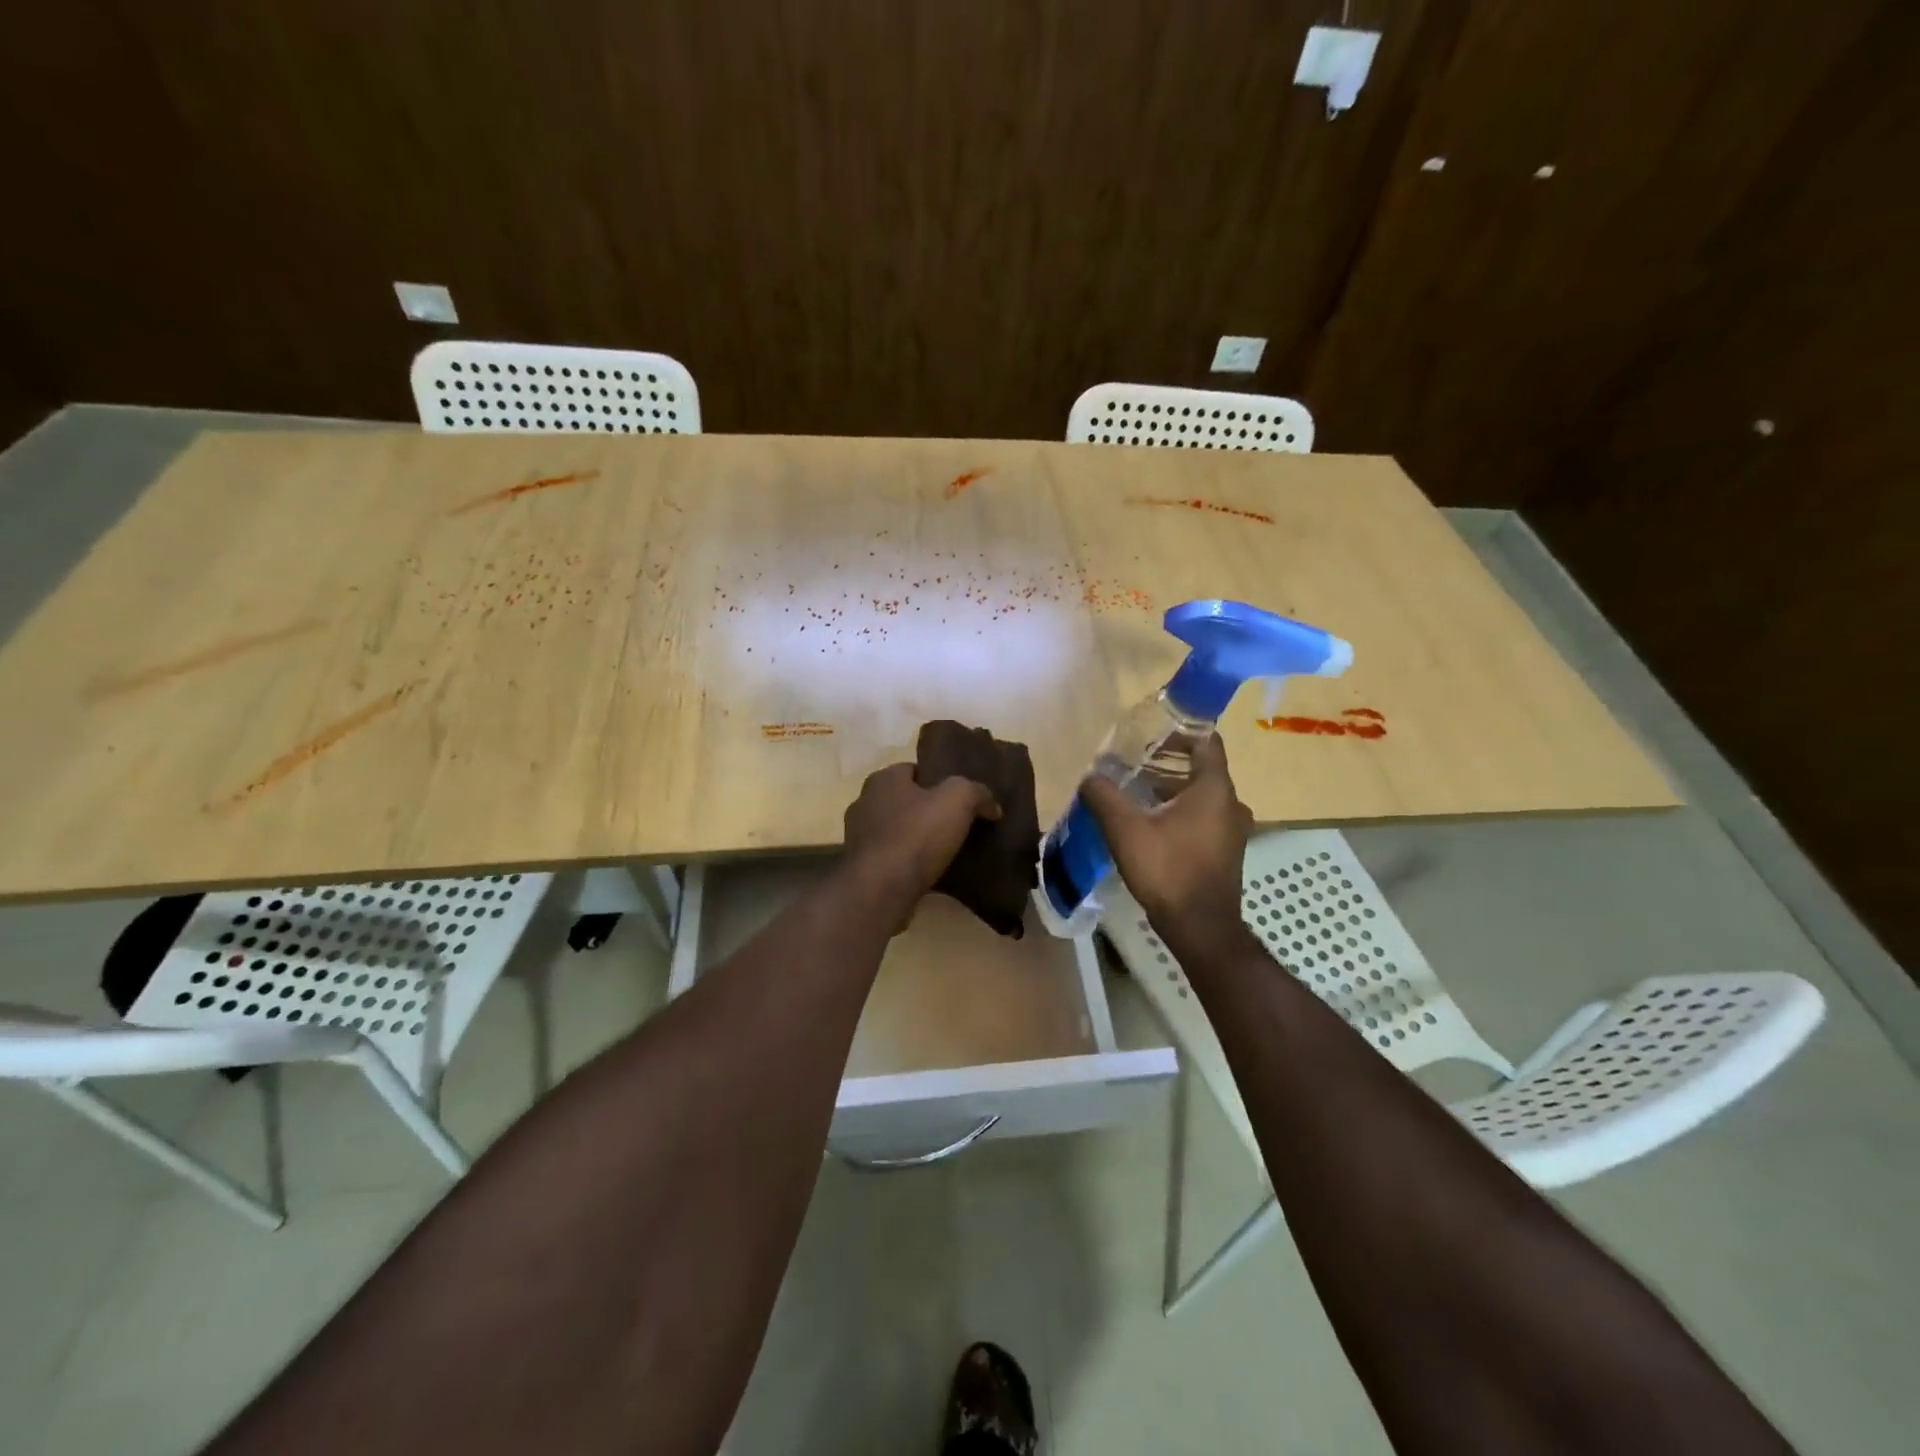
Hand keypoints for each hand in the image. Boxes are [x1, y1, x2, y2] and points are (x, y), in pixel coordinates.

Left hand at [843, 763, 1000, 914]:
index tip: (960, 798)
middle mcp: (864, 803)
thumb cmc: (917, 835)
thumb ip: (977, 793)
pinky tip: (930, 873)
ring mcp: (859, 838)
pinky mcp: (862, 868)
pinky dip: (908, 863)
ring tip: (947, 851)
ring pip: (897, 831)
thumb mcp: (959, 800)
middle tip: (957, 824)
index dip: (939, 780)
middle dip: (927, 811)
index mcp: (883, 780)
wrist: (882, 890)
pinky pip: (892, 858)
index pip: (914, 770)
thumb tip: (992, 806)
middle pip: (905, 801)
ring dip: (917, 839)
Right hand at [1081, 733, 1250, 947]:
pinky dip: (1179, 811)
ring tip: (1134, 792)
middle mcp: (1231, 804)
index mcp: (1214, 789)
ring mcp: (1232, 830)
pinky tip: (1149, 824)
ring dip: (1171, 789)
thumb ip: (1104, 796)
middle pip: (1201, 768)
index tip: (1151, 733)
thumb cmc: (1168, 870)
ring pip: (1201, 796)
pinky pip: (1203, 818)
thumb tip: (1089, 776)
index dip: (1181, 731)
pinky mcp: (1225, 852)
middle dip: (1167, 762)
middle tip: (1132, 763)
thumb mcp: (1126, 829)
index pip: (1207, 741)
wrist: (1200, 928)